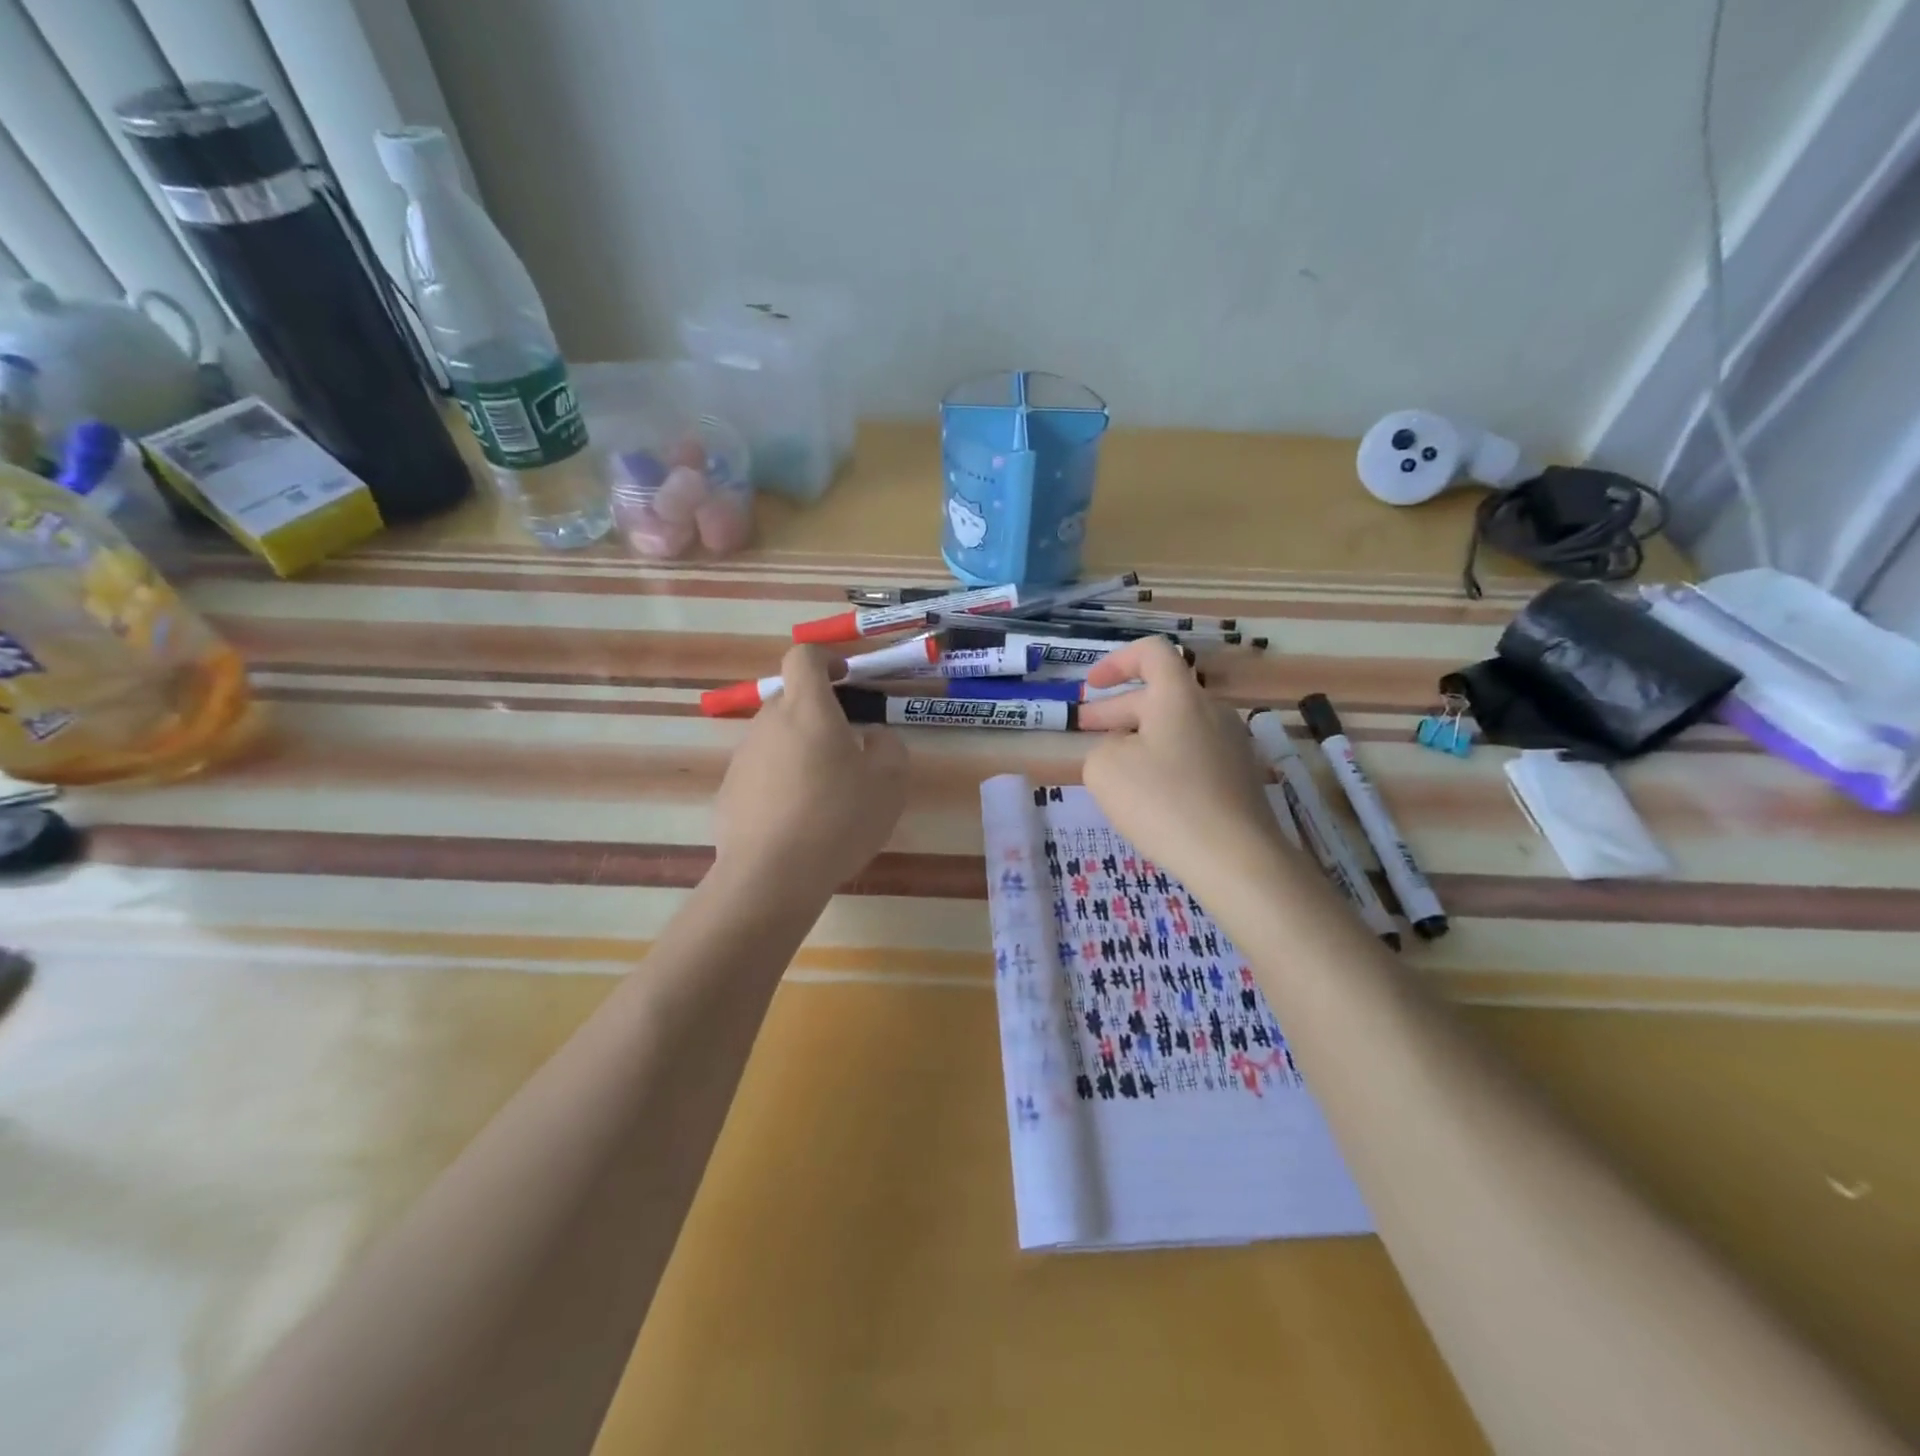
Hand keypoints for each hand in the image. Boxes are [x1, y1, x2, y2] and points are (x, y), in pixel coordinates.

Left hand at [712, 644, 909, 897]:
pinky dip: (780, 782)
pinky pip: (761, 772)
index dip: (825, 658)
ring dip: (800, 749)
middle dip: (819, 713)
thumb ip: (889, 747)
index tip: (845, 677)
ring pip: (776, 738)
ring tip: (824, 793)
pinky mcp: (729, 791)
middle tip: (847, 748)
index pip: (803, 657)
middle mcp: (768, 723)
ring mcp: (743, 757)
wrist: (772, 875)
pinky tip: (797, 820)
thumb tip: (873, 737)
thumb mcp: (889, 782)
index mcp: (807, 710)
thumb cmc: (838, 818)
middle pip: (791, 700)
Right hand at [1076, 638, 1283, 887]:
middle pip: (1160, 694)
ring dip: (1140, 737)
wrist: (1236, 858)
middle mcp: (1211, 710)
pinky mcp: (1240, 777)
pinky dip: (1165, 761)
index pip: (1151, 652)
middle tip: (1085, 729)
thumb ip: (1102, 747)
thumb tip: (1121, 750)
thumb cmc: (1163, 802)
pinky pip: (1194, 754)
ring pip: (1176, 726)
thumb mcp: (1105, 769)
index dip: (1116, 662)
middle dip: (1117, 709)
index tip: (1091, 686)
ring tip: (1113, 767)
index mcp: (1178, 696)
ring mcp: (1231, 744)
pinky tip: (1149, 794)